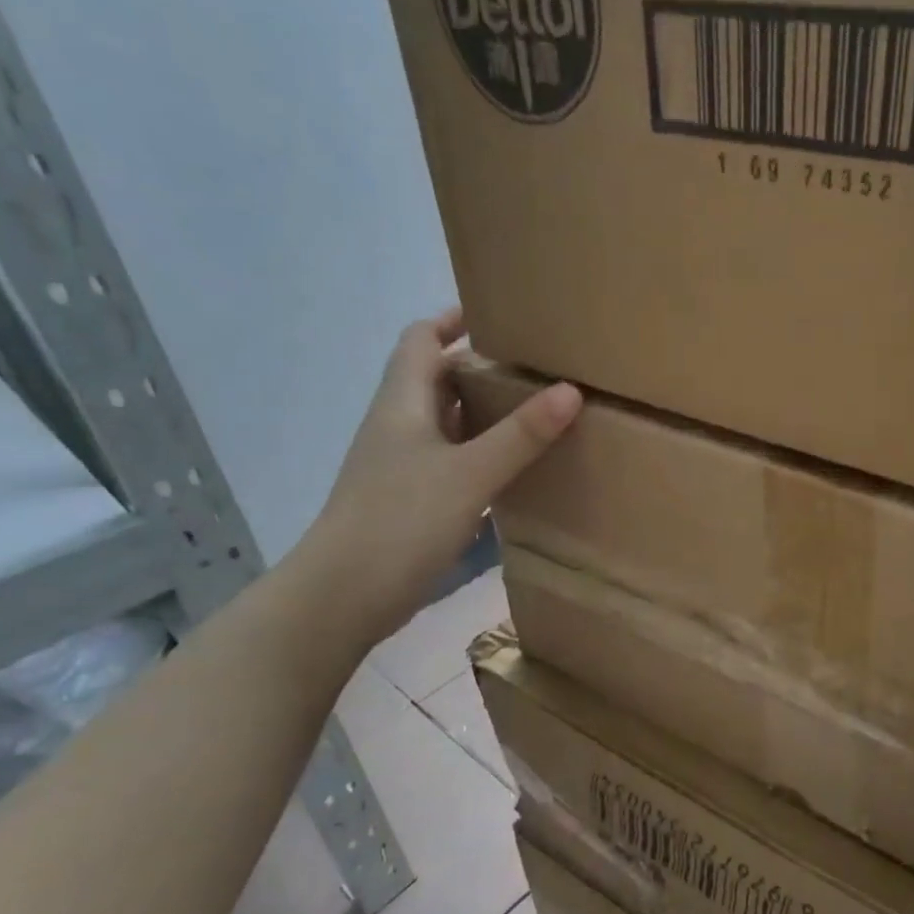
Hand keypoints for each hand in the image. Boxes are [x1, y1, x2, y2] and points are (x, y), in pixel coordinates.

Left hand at [288, 311, 580, 647]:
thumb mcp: (470, 473)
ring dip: (482, 414)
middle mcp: (398, 427)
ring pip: (446, 424)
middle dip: (479, 369)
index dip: (453, 322)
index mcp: (402, 403)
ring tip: (534, 413)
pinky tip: (511, 470)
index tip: (499, 318)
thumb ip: (521, 435)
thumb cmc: (401, 520)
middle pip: (436, 380)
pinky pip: (450, 462)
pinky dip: (479, 455)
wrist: (344, 595)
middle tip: (534, 369)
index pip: (421, 340)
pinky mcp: (409, 502)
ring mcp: (401, 467)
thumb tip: (570, 390)